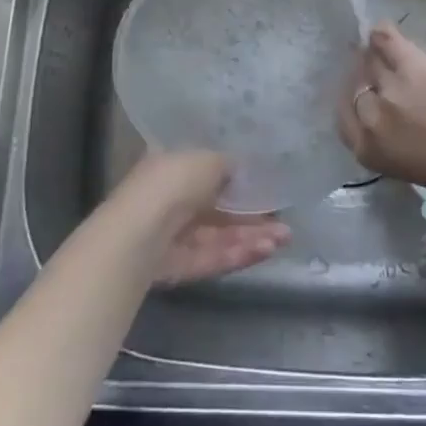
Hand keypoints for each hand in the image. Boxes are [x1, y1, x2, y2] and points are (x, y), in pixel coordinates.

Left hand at [113, 152, 289, 285]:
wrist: (139, 235)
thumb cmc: (171, 184)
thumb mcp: (206, 159)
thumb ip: (226, 164)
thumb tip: (240, 169)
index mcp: (171, 166)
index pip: (206, 170)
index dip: (236, 176)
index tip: (265, 182)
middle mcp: (172, 200)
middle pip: (218, 208)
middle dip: (252, 214)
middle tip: (284, 217)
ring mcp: (176, 236)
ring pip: (220, 236)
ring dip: (253, 236)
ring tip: (285, 237)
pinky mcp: (181, 267)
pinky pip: (214, 257)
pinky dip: (240, 253)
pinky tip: (268, 250)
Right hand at [337, 22, 425, 202]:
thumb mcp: (417, 168)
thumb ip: (395, 143)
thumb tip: (393, 120)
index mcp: (370, 151)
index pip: (346, 119)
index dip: (355, 104)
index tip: (364, 95)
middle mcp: (372, 118)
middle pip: (355, 87)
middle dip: (364, 80)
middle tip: (378, 76)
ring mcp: (389, 88)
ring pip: (369, 61)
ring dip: (375, 58)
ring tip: (386, 55)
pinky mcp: (411, 63)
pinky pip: (385, 39)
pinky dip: (382, 33)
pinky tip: (383, 31)